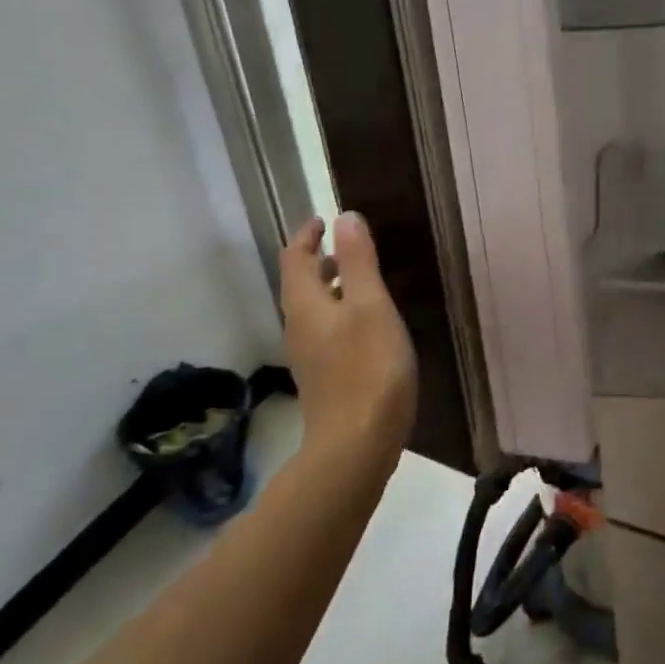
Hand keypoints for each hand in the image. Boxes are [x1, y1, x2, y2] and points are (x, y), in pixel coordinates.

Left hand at [279, 212, 417, 461]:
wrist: (357, 446)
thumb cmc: (368, 368)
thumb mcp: (370, 306)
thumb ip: (358, 260)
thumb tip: (345, 217)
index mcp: (305, 305)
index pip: (294, 258)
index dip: (307, 235)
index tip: (324, 219)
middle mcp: (299, 327)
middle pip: (301, 283)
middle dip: (320, 259)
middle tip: (351, 245)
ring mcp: (310, 356)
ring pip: (315, 309)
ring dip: (333, 286)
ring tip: (364, 278)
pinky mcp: (325, 377)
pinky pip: (327, 330)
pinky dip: (342, 312)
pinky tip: (369, 322)